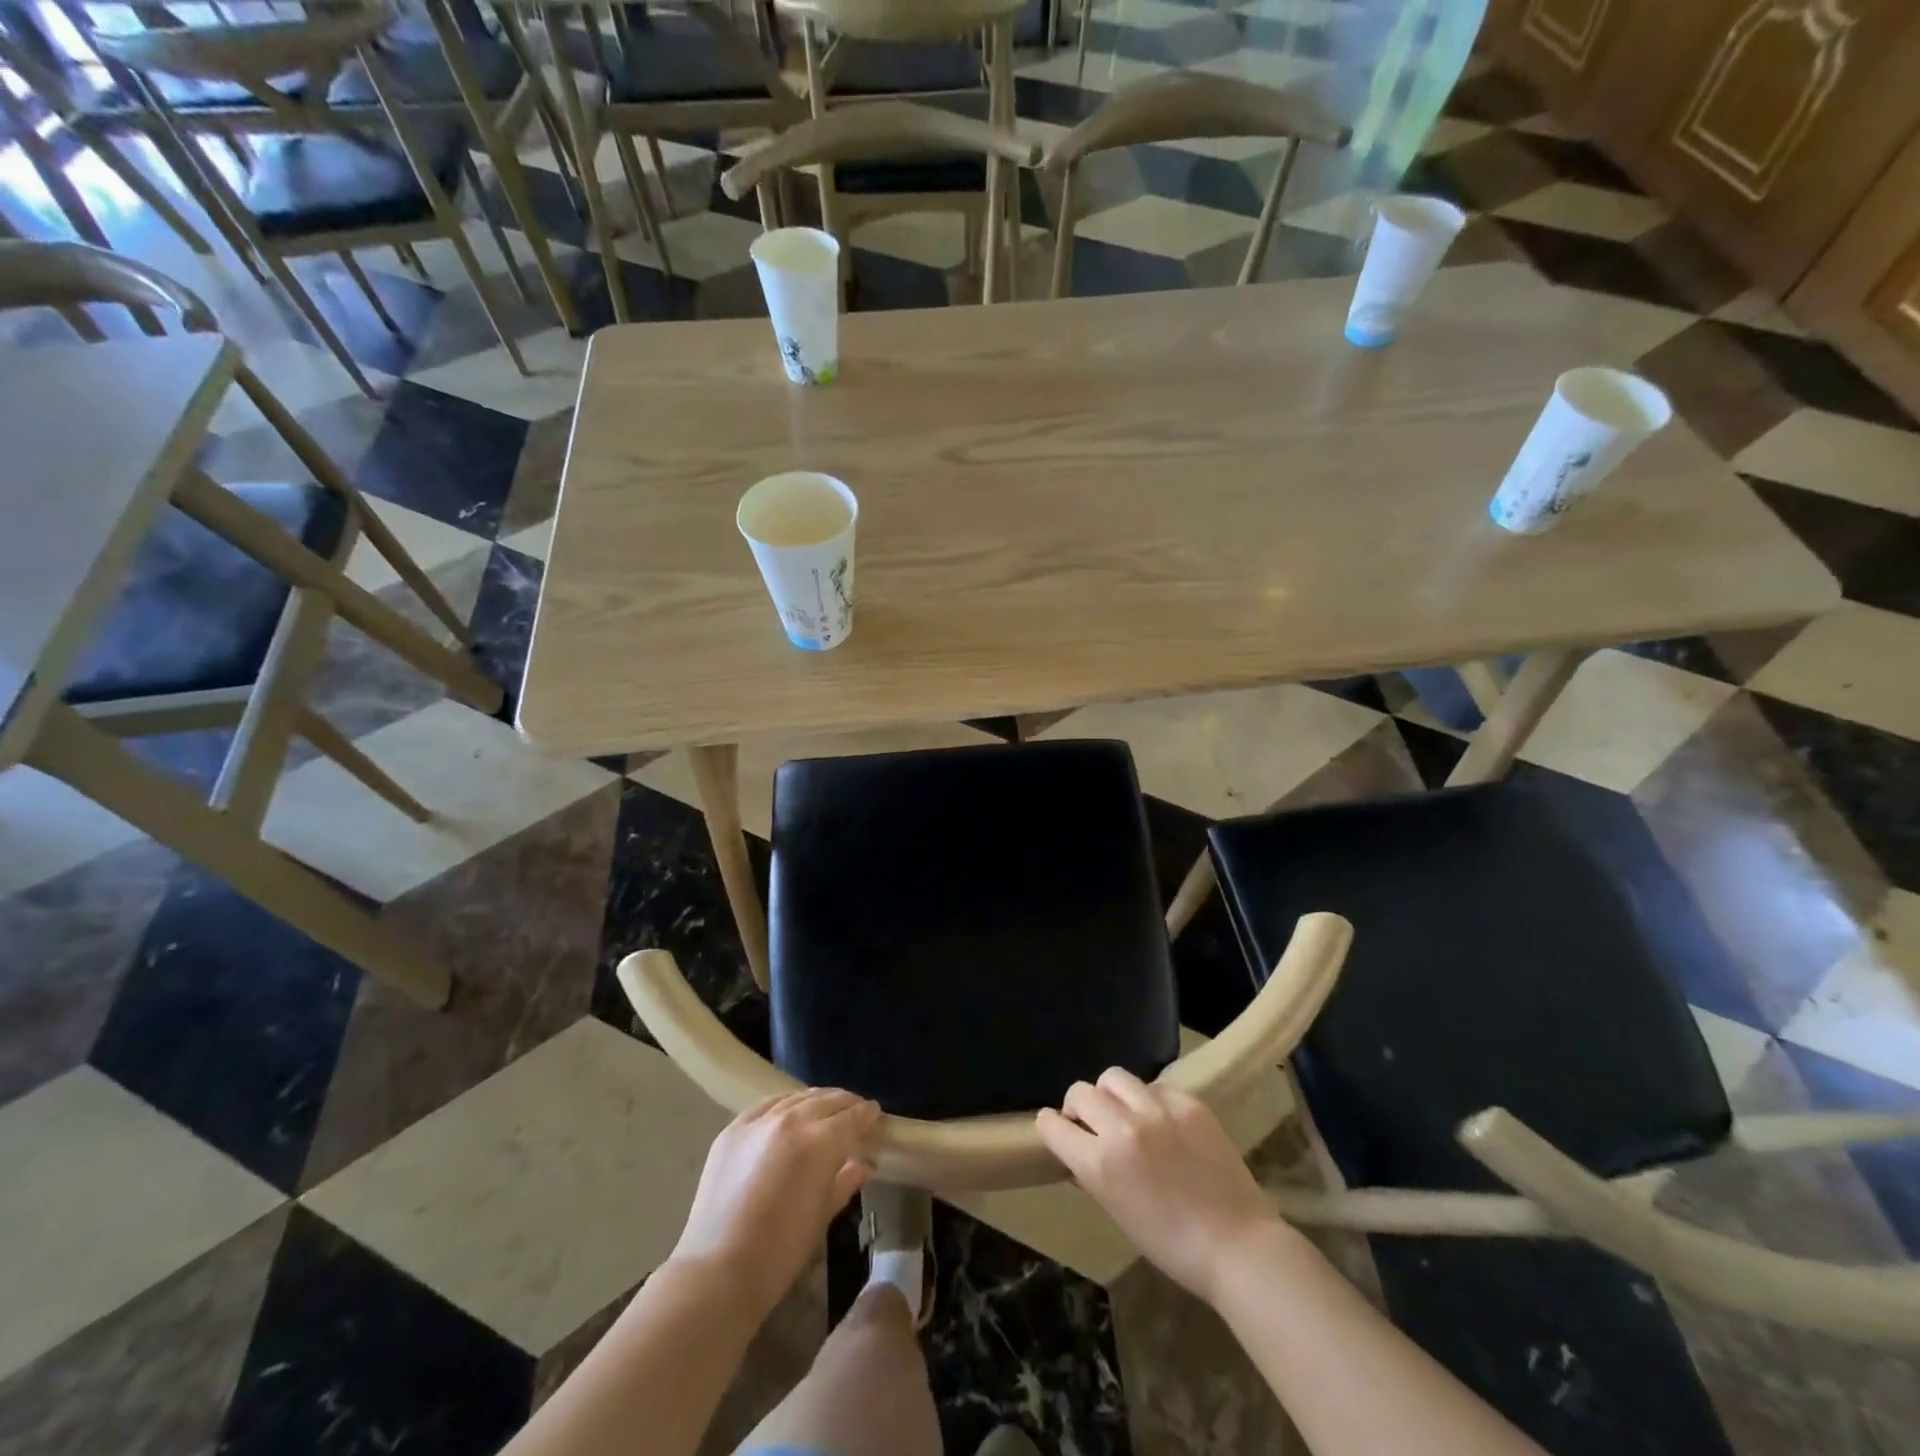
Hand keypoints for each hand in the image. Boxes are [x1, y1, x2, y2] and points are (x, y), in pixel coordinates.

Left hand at [671, 1088, 879, 1314]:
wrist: (718, 1270)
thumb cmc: (781, 1251)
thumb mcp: (822, 1215)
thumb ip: (846, 1181)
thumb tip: (865, 1164)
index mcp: (820, 1142)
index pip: (852, 1117)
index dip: (867, 1114)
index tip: (875, 1113)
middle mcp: (792, 1120)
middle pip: (826, 1100)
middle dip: (845, 1103)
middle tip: (855, 1109)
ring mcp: (759, 1121)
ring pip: (796, 1098)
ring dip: (816, 1100)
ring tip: (825, 1106)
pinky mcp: (733, 1129)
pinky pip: (766, 1105)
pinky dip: (784, 1105)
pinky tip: (788, 1110)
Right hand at [1038, 1069, 1281, 1305]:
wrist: (1238, 1246)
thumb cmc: (1172, 1245)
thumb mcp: (1118, 1213)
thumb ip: (1093, 1173)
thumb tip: (1078, 1152)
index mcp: (1099, 1164)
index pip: (1053, 1125)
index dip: (1050, 1126)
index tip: (1056, 1128)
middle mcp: (1122, 1128)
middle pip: (1080, 1092)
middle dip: (1078, 1107)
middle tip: (1092, 1123)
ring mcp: (1157, 1111)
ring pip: (1114, 1077)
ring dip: (1111, 1094)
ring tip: (1125, 1112)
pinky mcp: (1188, 1103)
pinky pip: (1154, 1086)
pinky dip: (1150, 1099)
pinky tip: (1162, 1120)